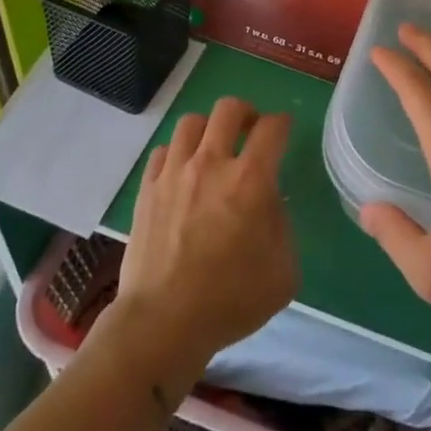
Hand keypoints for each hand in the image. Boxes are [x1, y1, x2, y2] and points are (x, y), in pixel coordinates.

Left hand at [104, 98, 298, 396]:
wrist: (165, 321)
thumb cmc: (232, 300)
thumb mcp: (284, 271)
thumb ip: (282, 226)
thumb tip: (269, 203)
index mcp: (250, 180)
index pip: (272, 128)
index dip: (282, 123)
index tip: (283, 130)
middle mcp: (211, 164)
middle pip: (228, 109)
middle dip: (245, 113)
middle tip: (249, 131)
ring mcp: (174, 173)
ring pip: (191, 122)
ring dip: (208, 129)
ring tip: (213, 148)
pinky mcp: (147, 188)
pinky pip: (162, 151)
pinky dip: (177, 153)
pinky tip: (182, 172)